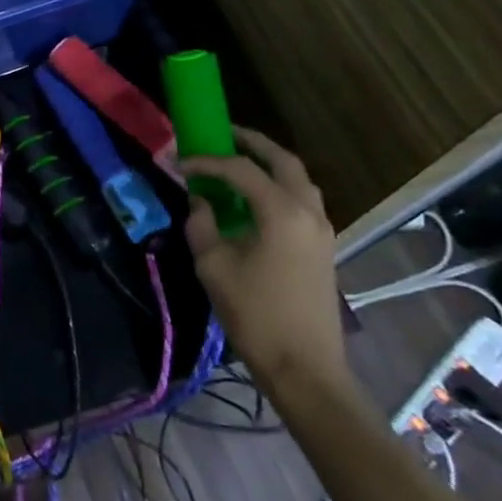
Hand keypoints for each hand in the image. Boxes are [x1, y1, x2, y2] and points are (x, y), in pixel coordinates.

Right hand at [183, 128, 347, 399]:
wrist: (304, 366)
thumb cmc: (254, 313)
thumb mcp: (213, 265)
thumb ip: (202, 224)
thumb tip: (200, 200)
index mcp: (281, 212)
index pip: (240, 169)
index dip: (206, 161)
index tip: (179, 164)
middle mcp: (308, 211)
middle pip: (283, 161)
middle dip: (251, 143)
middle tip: (221, 135)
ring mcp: (322, 229)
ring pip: (298, 179)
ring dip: (269, 164)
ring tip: (237, 162)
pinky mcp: (323, 245)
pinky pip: (302, 199)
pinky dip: (278, 186)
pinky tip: (253, 198)